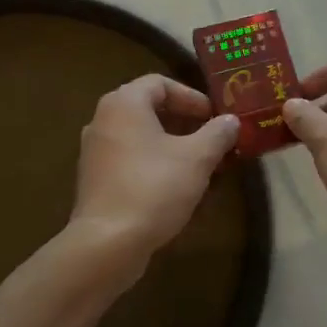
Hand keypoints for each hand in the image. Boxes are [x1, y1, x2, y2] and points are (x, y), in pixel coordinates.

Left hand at [71, 74, 240, 261]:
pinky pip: (130, 160)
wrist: (108, 243)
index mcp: (124, 104)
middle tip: (213, 140)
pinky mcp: (95, 180)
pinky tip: (177, 187)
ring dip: (172, 146)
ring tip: (201, 165)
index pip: (160, 83)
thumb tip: (231, 121)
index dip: (192, 96)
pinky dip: (155, 164)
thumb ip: (217, 134)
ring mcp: (95, 152)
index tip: (215, 117)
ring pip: (141, 137)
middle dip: (185, 123)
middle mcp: (103, 120)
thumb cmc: (154, 188)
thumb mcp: (197, 158)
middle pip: (149, 109)